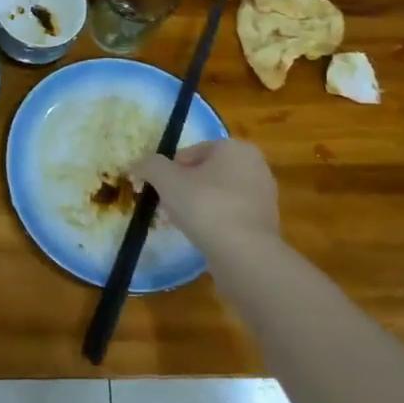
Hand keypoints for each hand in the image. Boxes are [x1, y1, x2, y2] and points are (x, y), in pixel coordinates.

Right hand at [133, 139, 279, 259]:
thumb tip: (137, 165)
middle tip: (169, 205)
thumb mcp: (166, 179)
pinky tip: (204, 236)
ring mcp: (264, 196)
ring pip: (218, 194)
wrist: (244, 255)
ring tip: (184, 222)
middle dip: (185, 187)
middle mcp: (255, 166)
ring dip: (199, 204)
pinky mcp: (266, 223)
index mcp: (235, 148)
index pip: (190, 152)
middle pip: (205, 172)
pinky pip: (231, 214)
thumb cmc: (205, 205)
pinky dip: (216, 221)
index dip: (170, 170)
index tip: (161, 189)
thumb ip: (149, 165)